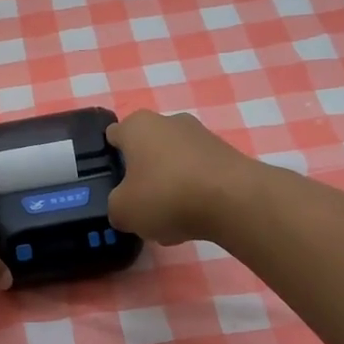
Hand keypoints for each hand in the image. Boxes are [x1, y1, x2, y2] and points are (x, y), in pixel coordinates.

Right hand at [106, 109, 255, 244]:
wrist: (233, 200)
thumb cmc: (166, 195)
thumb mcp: (123, 210)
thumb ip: (116, 206)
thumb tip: (125, 207)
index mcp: (137, 125)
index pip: (114, 135)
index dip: (110, 157)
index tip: (111, 182)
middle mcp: (169, 121)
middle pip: (147, 150)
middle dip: (143, 176)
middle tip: (140, 206)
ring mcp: (201, 135)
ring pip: (174, 164)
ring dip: (170, 188)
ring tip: (170, 222)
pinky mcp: (226, 154)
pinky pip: (199, 175)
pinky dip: (194, 194)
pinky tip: (195, 219)